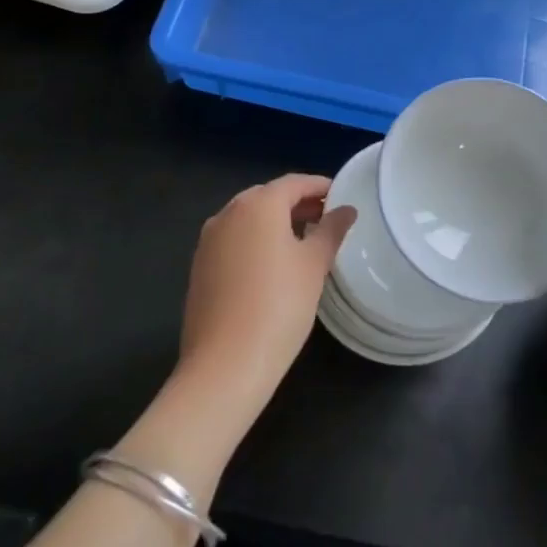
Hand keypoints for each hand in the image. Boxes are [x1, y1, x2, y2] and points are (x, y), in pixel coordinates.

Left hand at [178, 175, 354, 419]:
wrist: (225, 364)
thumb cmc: (279, 305)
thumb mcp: (314, 265)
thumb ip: (331, 231)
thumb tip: (346, 210)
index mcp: (258, 205)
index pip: (294, 183)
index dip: (320, 187)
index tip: (342, 196)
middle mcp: (228, 213)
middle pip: (268, 197)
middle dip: (298, 203)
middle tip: (327, 219)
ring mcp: (208, 240)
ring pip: (249, 219)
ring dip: (276, 223)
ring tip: (305, 242)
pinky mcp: (200, 266)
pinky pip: (234, 240)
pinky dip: (256, 242)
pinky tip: (274, 266)